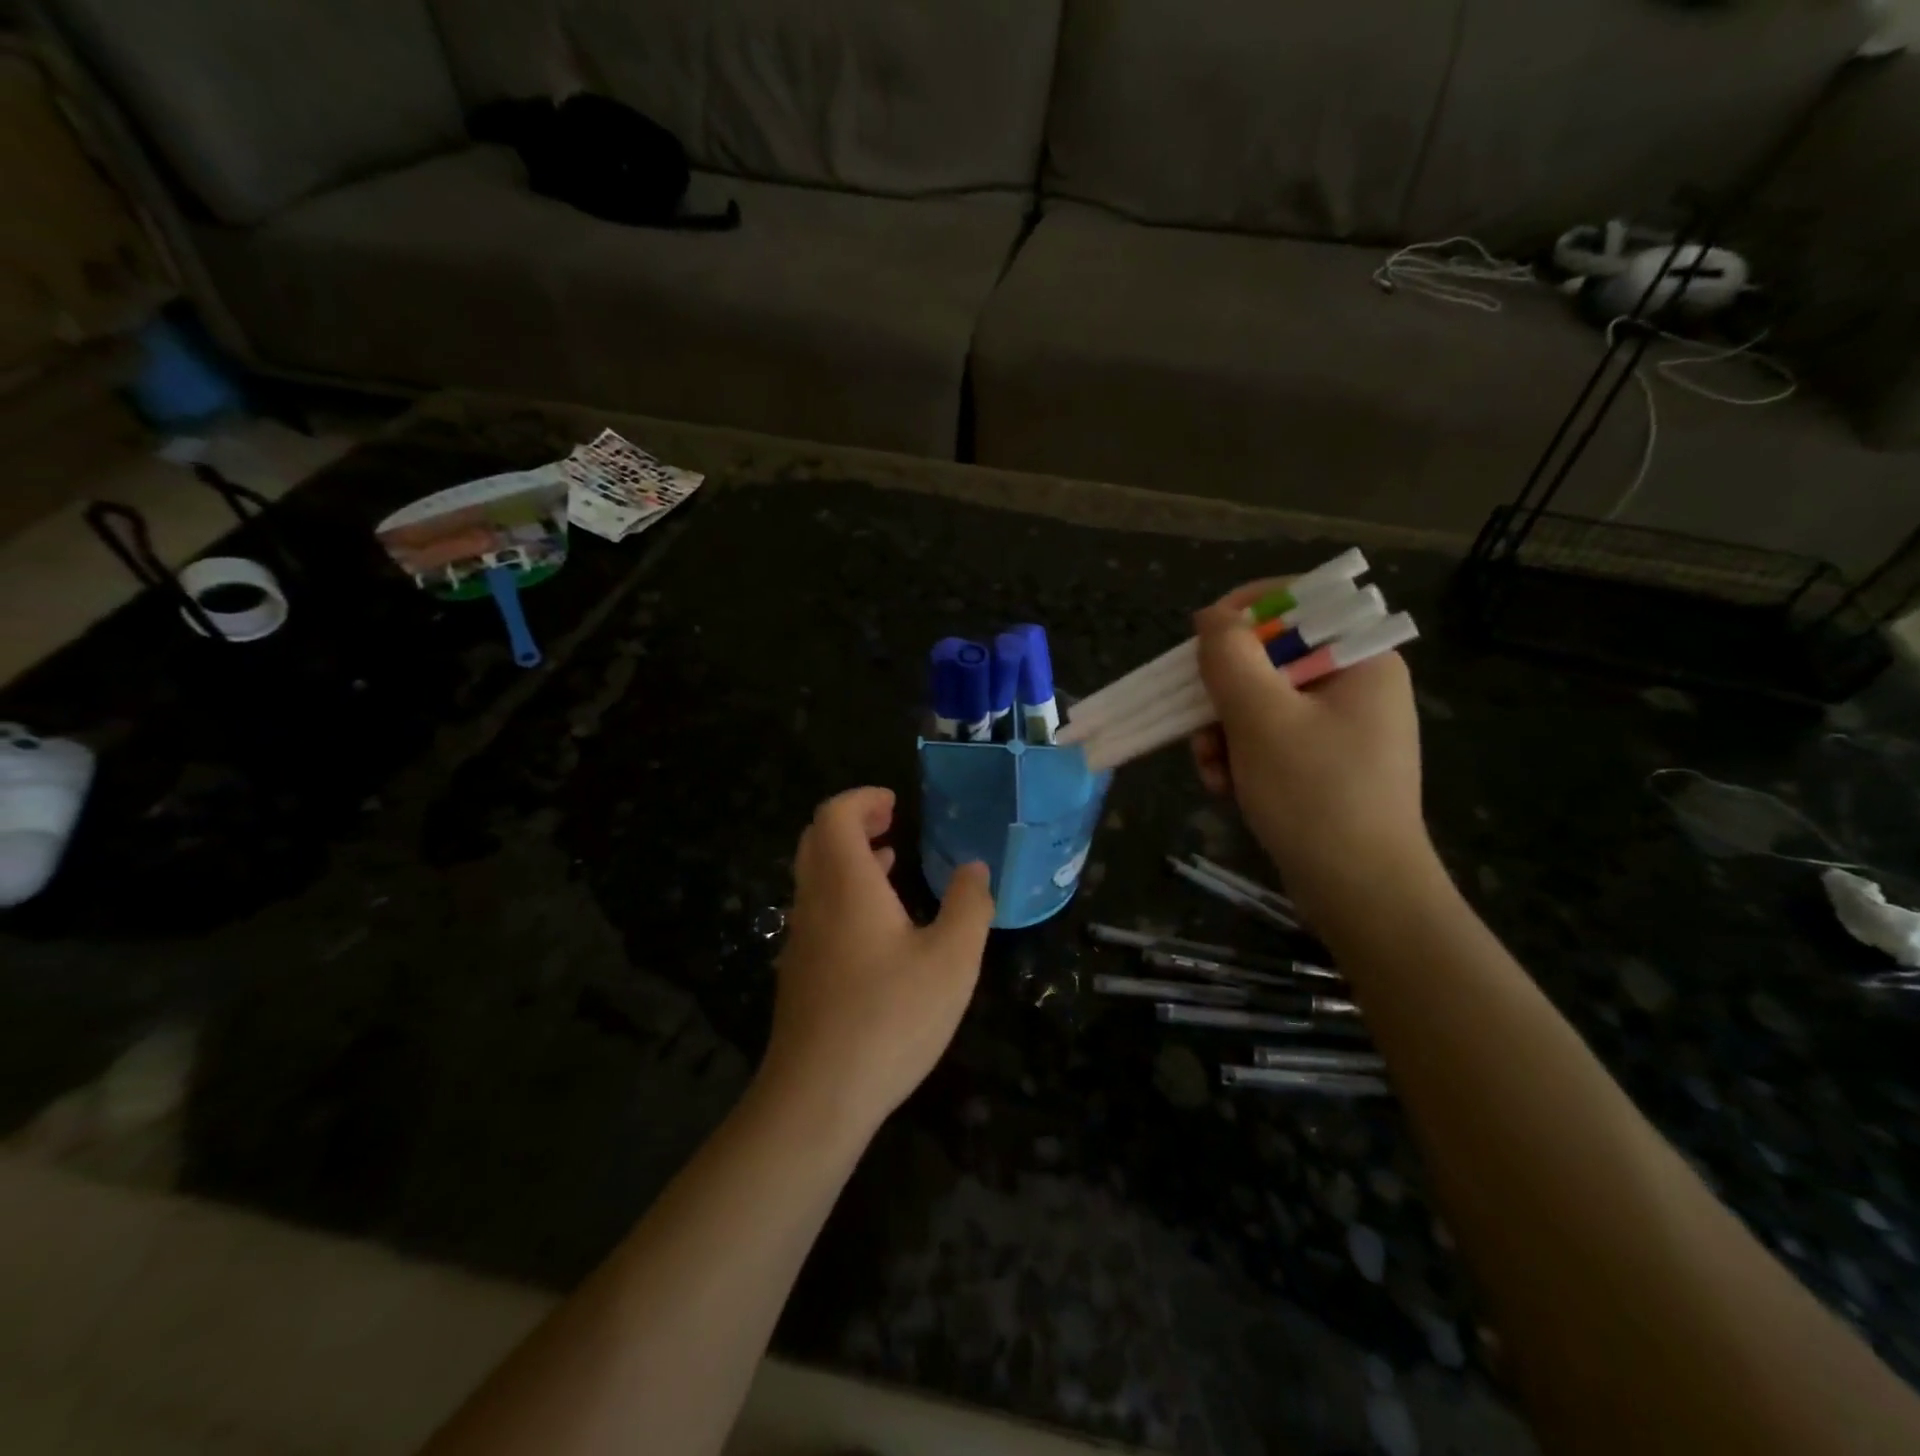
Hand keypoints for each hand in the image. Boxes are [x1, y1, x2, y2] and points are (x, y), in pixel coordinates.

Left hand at [761, 787, 994, 1135]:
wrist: (817, 1097)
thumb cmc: (890, 1017)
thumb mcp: (952, 960)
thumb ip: (969, 906)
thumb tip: (975, 868)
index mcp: (846, 884)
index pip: (834, 815)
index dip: (862, 799)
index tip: (895, 804)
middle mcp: (814, 902)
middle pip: (817, 839)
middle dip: (853, 822)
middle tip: (891, 823)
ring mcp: (801, 939)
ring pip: (814, 876)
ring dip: (848, 858)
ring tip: (889, 862)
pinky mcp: (799, 972)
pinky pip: (817, 910)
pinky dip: (843, 893)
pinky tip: (878, 926)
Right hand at [1190, 579, 1433, 929]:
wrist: (1360, 892)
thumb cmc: (1316, 795)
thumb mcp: (1262, 719)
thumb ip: (1231, 658)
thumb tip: (1211, 616)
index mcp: (1360, 660)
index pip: (1299, 605)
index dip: (1243, 614)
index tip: (1199, 641)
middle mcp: (1354, 685)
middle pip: (1268, 660)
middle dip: (1222, 695)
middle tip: (1197, 724)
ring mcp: (1339, 727)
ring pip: (1258, 704)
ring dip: (1221, 733)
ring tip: (1213, 770)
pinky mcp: (1321, 763)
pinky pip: (1267, 739)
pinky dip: (1239, 758)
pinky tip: (1225, 788)